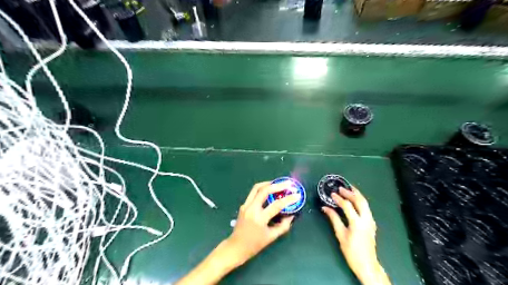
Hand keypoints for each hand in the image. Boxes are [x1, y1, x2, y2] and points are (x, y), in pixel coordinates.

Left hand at [223, 181, 300, 265]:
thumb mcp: (271, 237)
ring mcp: (245, 205)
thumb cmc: (255, 245)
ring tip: (278, 183)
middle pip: (264, 190)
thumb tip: (291, 215)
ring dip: (268, 183)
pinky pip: (253, 193)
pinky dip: (262, 189)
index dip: (288, 199)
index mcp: (259, 219)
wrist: (236, 247)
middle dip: (277, 185)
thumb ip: (283, 226)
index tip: (297, 195)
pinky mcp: (243, 205)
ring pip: (256, 188)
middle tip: (287, 184)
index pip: (276, 205)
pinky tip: (269, 191)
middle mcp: (251, 209)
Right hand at [323, 187, 389, 284]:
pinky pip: (367, 208)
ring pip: (365, 203)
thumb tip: (325, 208)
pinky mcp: (372, 223)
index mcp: (357, 223)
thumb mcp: (340, 235)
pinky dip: (360, 201)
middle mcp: (366, 220)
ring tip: (349, 189)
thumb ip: (333, 219)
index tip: (332, 194)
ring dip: (357, 195)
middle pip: (360, 201)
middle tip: (341, 188)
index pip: (347, 206)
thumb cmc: (351, 251)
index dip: (339, 199)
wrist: (367, 264)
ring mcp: (371, 221)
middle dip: (350, 193)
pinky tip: (355, 199)